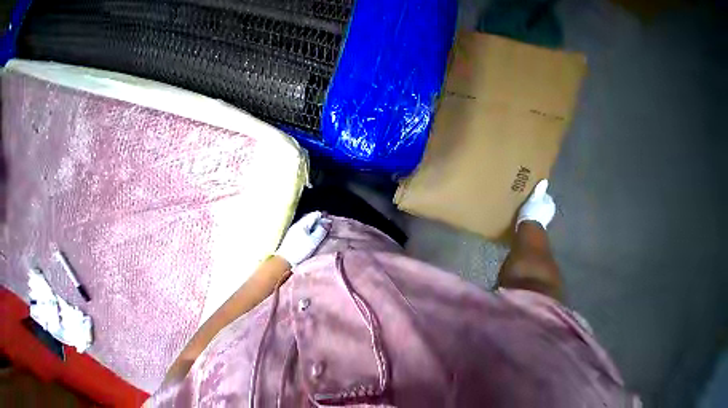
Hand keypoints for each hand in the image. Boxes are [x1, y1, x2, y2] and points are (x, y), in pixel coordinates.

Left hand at [275, 211, 330, 266]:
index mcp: (302, 223)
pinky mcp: (293, 237)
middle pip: (312, 218)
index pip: (315, 214)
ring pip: (309, 225)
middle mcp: (298, 224)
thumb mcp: (314, 241)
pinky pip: (305, 230)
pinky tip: (315, 238)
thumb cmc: (299, 251)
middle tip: (329, 228)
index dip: (324, 217)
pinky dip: (312, 232)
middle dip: (321, 222)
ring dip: (316, 227)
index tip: (330, 222)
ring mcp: (294, 230)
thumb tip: (328, 223)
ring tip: (323, 233)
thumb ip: (322, 230)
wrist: (284, 262)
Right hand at [517, 179, 555, 229]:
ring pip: (541, 210)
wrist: (530, 227)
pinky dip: (534, 215)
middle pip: (544, 203)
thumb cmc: (531, 211)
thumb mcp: (534, 199)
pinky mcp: (541, 224)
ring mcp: (547, 218)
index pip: (545, 195)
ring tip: (527, 208)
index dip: (538, 194)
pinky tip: (529, 215)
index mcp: (550, 202)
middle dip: (538, 202)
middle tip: (528, 200)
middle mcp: (551, 210)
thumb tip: (545, 180)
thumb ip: (539, 190)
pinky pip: (538, 216)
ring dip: (536, 209)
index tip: (531, 194)